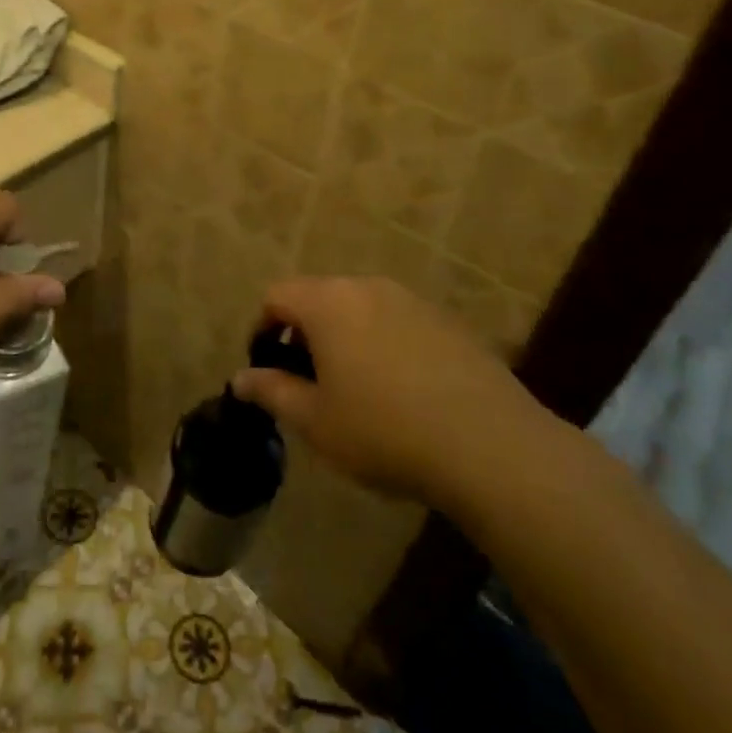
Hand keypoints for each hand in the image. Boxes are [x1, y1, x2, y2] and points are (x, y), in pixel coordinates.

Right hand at [230, 277, 549, 509]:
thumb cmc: (384, 430)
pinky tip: (401, 392)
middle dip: (304, 334)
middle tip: (307, 383)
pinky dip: (383, 345)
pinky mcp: (447, 322)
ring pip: (360, 309)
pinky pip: (398, 323)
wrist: (490, 445)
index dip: (262, 328)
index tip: (266, 368)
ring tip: (354, 390)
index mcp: (328, 302)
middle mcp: (368, 287)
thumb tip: (241, 379)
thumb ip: (272, 392)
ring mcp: (412, 301)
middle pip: (319, 297)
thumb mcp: (315, 421)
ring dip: (345, 339)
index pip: (277, 295)